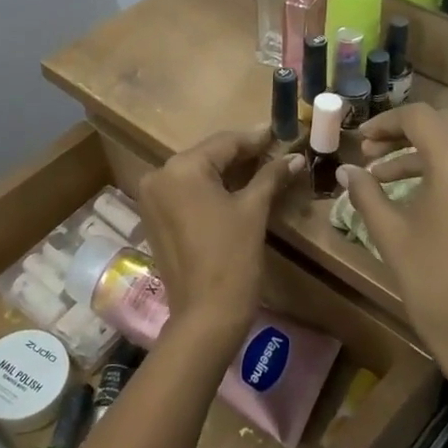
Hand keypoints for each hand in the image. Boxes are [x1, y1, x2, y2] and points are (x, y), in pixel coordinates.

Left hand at [139, 127, 305, 340]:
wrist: (205, 315)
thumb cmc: (232, 258)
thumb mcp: (253, 211)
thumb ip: (271, 176)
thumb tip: (295, 156)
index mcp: (181, 168)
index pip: (224, 142)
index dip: (255, 138)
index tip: (280, 133)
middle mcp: (159, 175)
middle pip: (207, 156)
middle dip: (241, 155)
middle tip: (274, 152)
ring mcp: (152, 198)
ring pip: (195, 174)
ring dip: (225, 172)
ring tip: (260, 169)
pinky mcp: (153, 218)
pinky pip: (184, 193)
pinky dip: (208, 190)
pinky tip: (235, 191)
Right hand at [337, 106, 447, 390]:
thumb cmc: (431, 282)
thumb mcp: (390, 232)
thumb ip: (366, 192)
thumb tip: (346, 170)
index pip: (419, 118)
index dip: (385, 123)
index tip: (362, 141)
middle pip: (445, 126)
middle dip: (405, 136)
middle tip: (373, 157)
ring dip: (428, 155)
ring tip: (392, 180)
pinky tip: (432, 199)